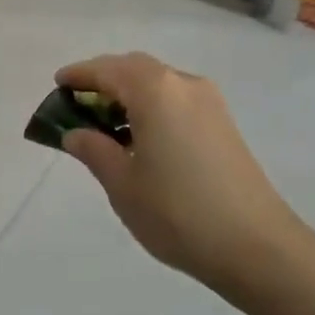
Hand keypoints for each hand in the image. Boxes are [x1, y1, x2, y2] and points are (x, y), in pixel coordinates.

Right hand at [56, 53, 305, 288]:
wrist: (257, 246)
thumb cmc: (178, 213)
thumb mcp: (123, 184)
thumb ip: (94, 150)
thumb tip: (76, 133)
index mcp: (155, 91)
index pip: (107, 70)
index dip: (79, 74)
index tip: (58, 83)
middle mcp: (184, 84)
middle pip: (135, 68)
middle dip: (104, 80)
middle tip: (78, 103)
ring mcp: (209, 102)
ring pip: (159, 83)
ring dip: (130, 93)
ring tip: (106, 124)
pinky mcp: (224, 124)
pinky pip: (177, 99)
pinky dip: (152, 106)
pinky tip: (141, 137)